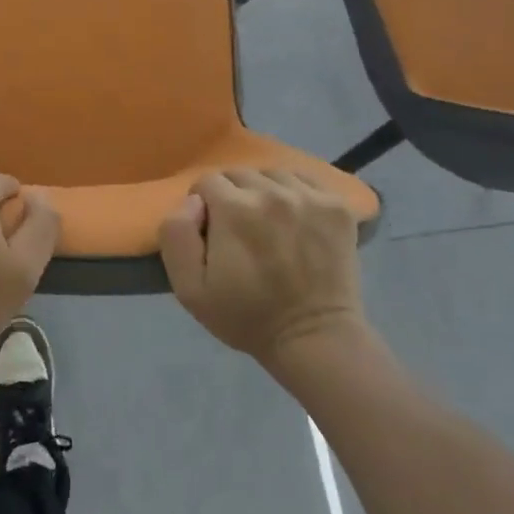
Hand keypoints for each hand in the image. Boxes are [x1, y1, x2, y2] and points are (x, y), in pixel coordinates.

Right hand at [159, 168, 366, 364]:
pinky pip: (306, 179)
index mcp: (233, 208)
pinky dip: (296, 191)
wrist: (314, 339)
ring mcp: (308, 196)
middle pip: (239, 174)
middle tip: (240, 231)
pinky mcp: (337, 205)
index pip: (206, 182)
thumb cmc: (246, 317)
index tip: (213, 233)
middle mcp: (271, 192)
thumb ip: (176, 234)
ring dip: (264, 192)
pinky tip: (296, 217)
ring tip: (269, 223)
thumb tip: (192, 201)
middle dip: (232, 197)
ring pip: (272, 174)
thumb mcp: (189, 288)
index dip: (204, 207)